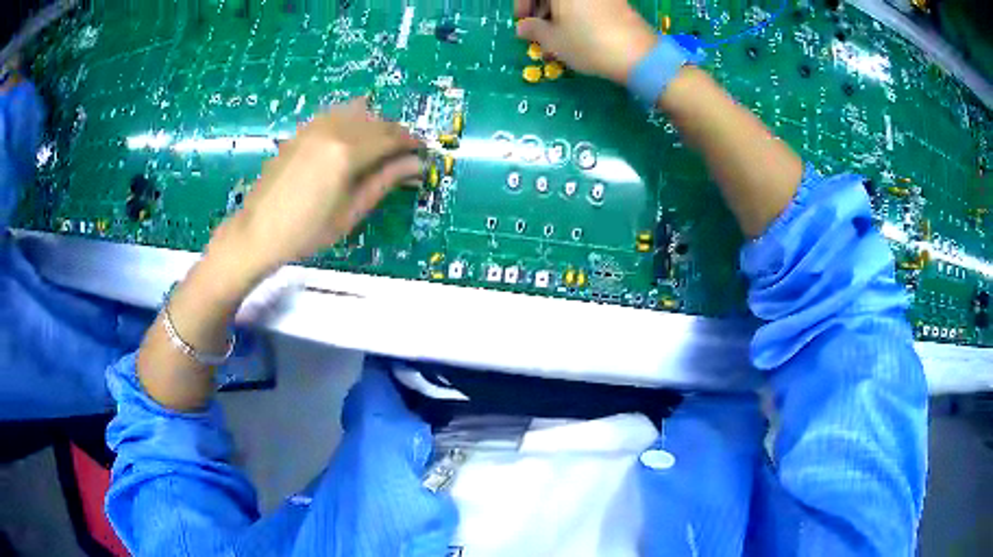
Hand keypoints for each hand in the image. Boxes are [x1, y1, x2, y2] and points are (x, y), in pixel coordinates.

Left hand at [209, 98, 421, 286]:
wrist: (259, 231)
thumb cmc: (307, 230)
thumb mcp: (352, 211)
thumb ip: (385, 181)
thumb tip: (417, 164)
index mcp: (347, 152)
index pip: (391, 137)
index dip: (412, 142)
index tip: (423, 152)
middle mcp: (333, 129)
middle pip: (377, 120)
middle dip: (396, 133)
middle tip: (404, 153)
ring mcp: (315, 126)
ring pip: (357, 111)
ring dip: (375, 123)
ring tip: (379, 146)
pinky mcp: (302, 130)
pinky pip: (336, 113)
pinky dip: (352, 120)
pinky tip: (352, 138)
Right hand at [514, 0, 658, 84]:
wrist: (639, 55)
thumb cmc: (588, 43)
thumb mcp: (553, 40)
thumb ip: (533, 30)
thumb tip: (523, 27)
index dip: (523, 4)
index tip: (521, 20)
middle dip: (542, 7)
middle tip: (538, 28)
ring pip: (571, 0)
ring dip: (559, 12)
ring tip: (556, 36)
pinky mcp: (617, 1)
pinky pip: (588, 3)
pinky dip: (577, 13)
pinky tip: (576, 32)